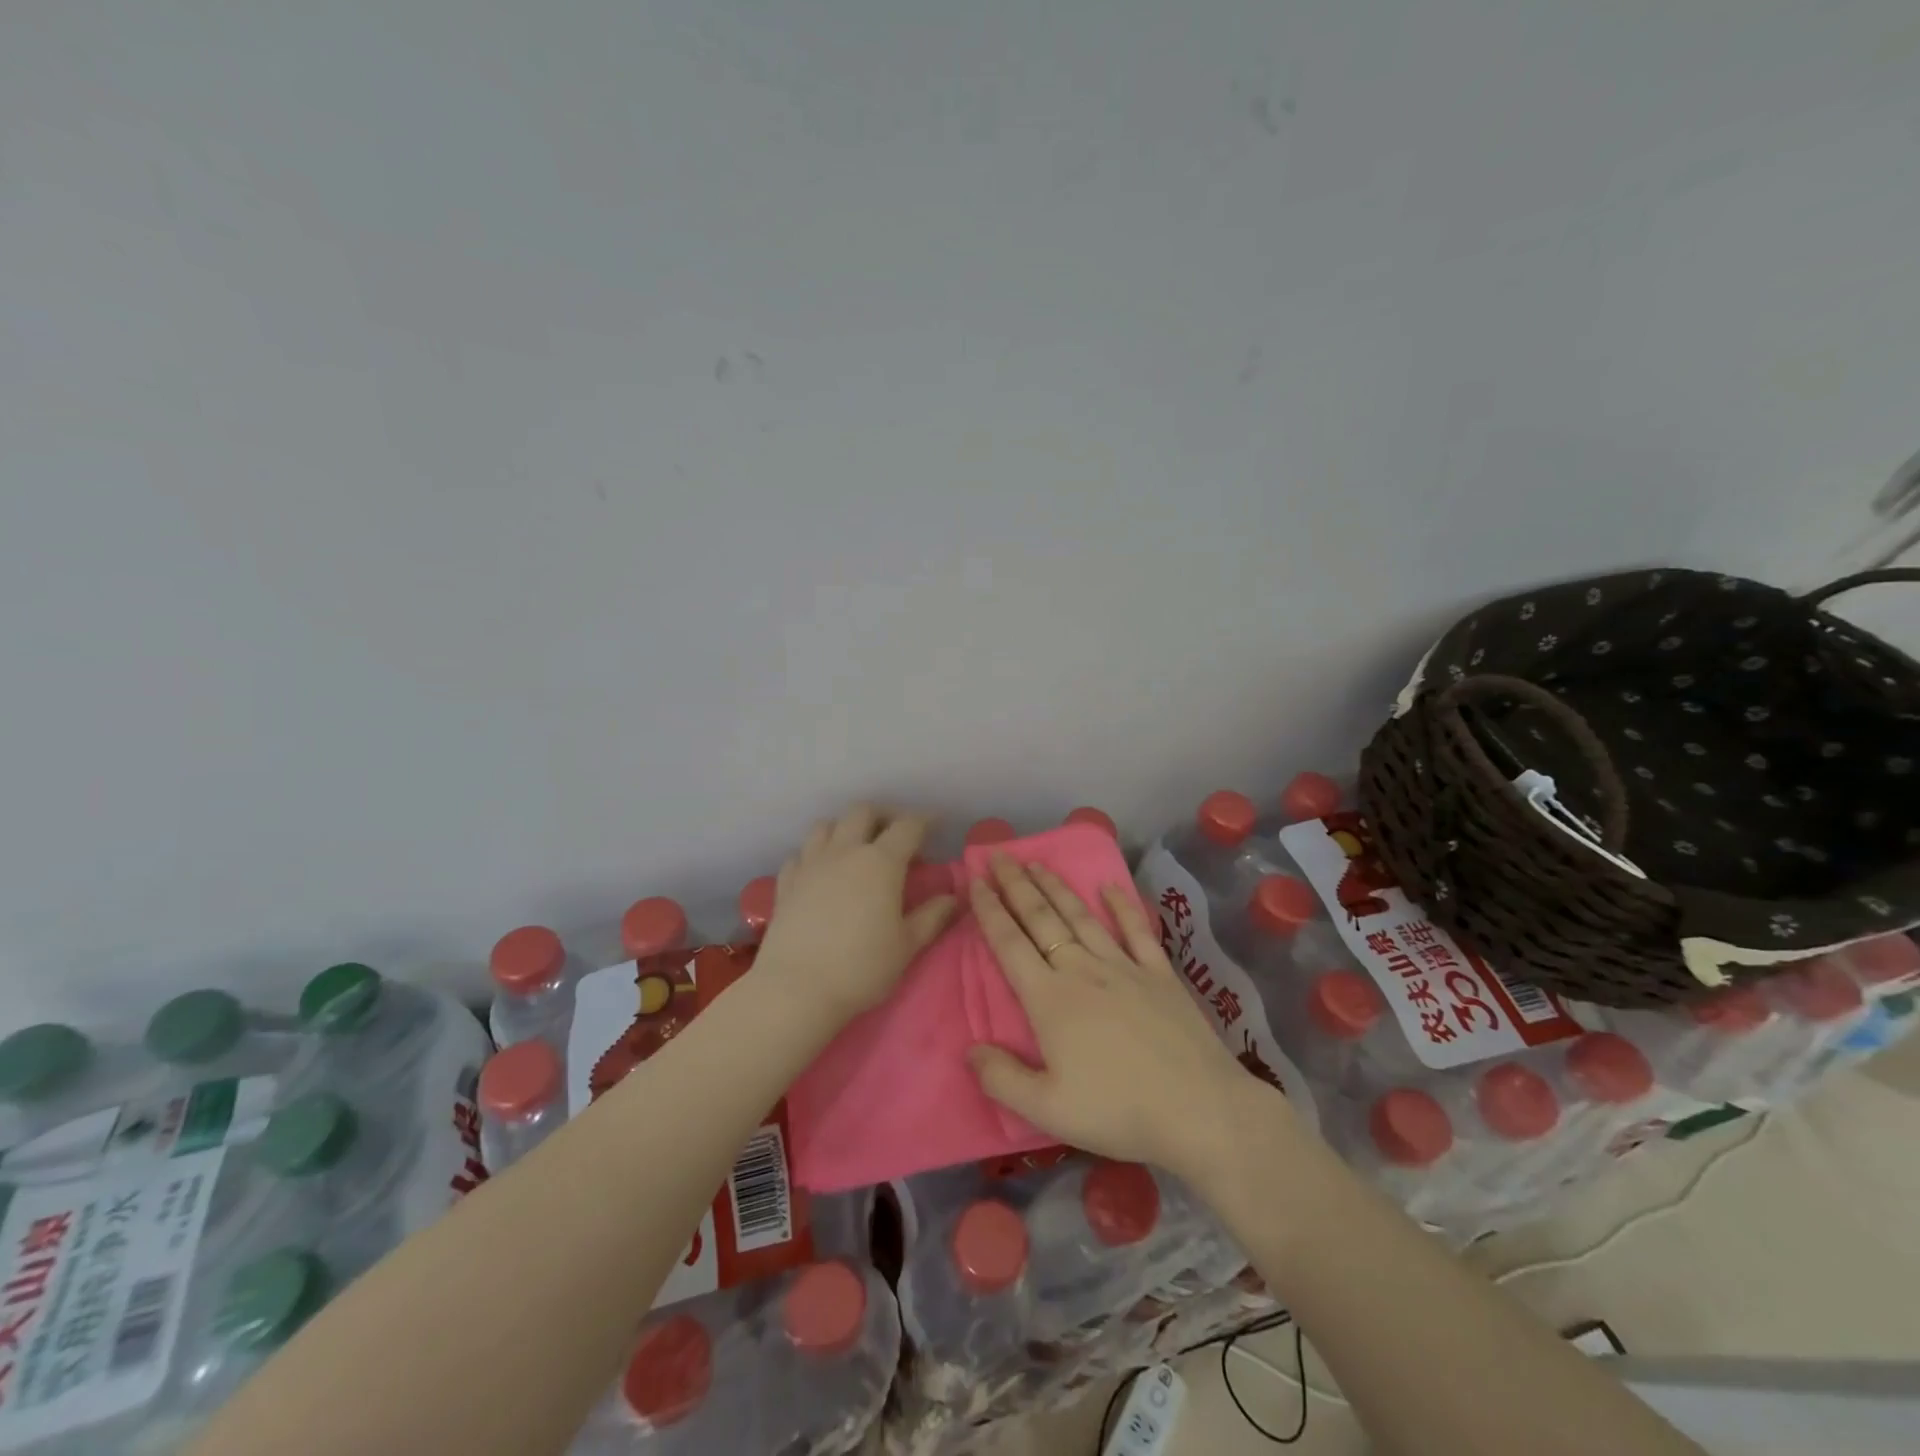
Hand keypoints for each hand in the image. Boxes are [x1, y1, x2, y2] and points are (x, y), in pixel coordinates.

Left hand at [755, 805, 958, 1021]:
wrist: (796, 989)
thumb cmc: (861, 968)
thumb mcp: (907, 946)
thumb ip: (932, 916)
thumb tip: (953, 896)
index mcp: (881, 862)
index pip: (907, 826)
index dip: (924, 820)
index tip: (935, 824)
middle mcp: (845, 851)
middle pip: (862, 812)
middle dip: (883, 816)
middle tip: (895, 835)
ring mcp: (810, 863)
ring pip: (826, 825)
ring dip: (844, 828)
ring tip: (855, 848)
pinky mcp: (786, 882)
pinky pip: (800, 853)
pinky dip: (814, 854)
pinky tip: (820, 872)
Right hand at [966, 854, 1272, 1185]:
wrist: (1200, 1110)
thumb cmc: (1119, 1111)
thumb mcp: (1047, 1110)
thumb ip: (1002, 1079)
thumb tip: (969, 1049)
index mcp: (1050, 999)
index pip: (1009, 944)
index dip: (989, 910)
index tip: (975, 880)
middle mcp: (1082, 970)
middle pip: (1041, 919)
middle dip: (1016, 884)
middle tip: (998, 854)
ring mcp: (1124, 967)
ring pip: (1081, 916)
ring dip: (1056, 887)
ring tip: (1036, 863)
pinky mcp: (1160, 974)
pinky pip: (1137, 930)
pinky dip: (1122, 905)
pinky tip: (1110, 886)